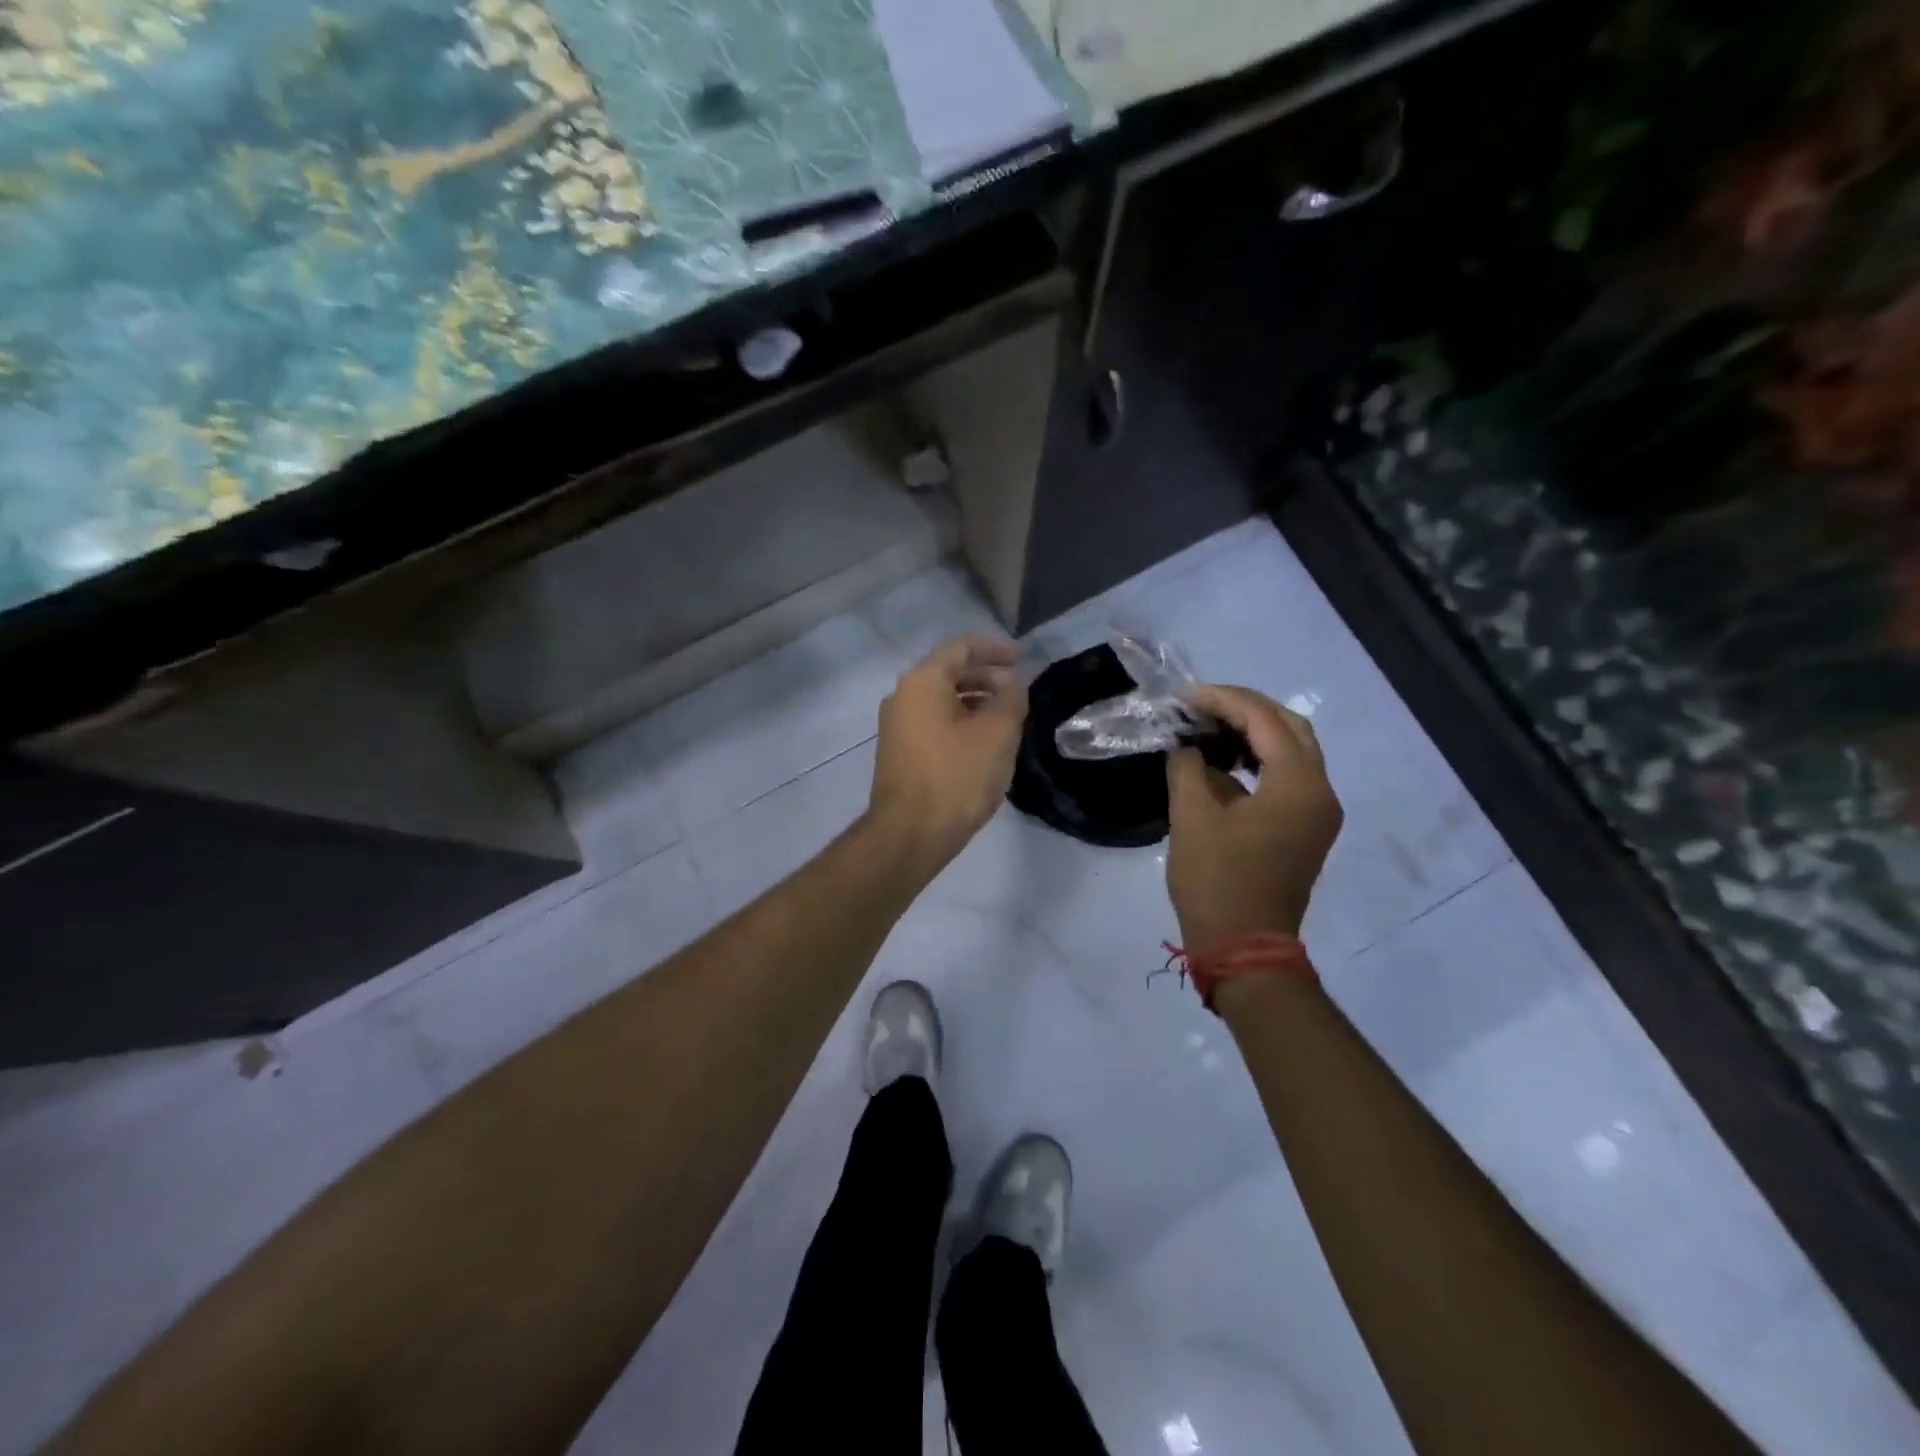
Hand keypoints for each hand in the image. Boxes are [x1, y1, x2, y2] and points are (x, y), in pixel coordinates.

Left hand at [868, 635, 1026, 872]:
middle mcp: (902, 697)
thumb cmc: (957, 777)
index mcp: (922, 682)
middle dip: (985, 676)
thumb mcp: (998, 734)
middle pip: (948, 672)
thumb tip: (1011, 687)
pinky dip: (959, 722)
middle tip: (1016, 690)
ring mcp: (896, 726)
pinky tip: (982, 743)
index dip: (994, 649)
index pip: (961, 647)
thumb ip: (1011, 700)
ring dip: (974, 701)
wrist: (910, 834)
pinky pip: (933, 723)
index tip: (1020, 659)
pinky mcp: (899, 753)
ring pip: (940, 700)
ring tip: (1005, 717)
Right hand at [1166, 684, 1342, 951]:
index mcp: (1299, 785)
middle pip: (1290, 728)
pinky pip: (1288, 778)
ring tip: (1207, 729)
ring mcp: (1317, 813)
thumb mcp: (1192, 818)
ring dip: (1253, 734)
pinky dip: (1258, 761)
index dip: (1223, 700)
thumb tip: (1185, 748)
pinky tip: (1222, 764)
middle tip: (1201, 706)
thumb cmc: (1218, 881)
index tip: (1184, 697)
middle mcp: (1320, 792)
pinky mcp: (1306, 830)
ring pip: (1292, 752)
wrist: (1244, 948)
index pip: (1265, 720)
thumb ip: (1187, 768)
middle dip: (1245, 709)